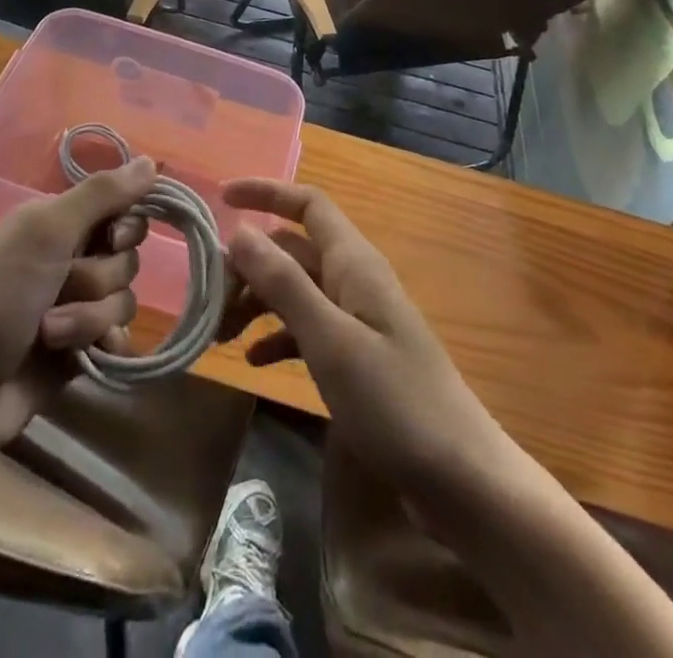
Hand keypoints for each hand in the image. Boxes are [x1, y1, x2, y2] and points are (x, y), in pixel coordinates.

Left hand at [0, 158, 157, 462]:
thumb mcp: (45, 233)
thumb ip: (101, 195)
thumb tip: (152, 161)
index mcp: (58, 223)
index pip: (121, 208)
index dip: (125, 226)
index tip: (111, 238)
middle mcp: (70, 257)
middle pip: (127, 257)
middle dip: (99, 278)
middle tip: (61, 286)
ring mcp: (76, 305)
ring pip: (123, 300)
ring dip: (89, 318)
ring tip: (48, 334)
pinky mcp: (80, 350)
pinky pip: (120, 338)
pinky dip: (102, 346)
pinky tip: (82, 357)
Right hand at [221, 181, 499, 491]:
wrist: (463, 480)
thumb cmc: (395, 402)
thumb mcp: (330, 339)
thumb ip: (284, 282)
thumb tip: (240, 231)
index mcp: (353, 262)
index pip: (307, 204)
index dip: (266, 192)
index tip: (221, 198)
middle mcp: (354, 280)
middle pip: (292, 250)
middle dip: (248, 264)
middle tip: (209, 298)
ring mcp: (358, 319)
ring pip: (295, 290)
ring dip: (257, 302)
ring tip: (220, 335)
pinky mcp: (359, 357)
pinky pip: (307, 329)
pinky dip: (278, 337)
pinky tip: (254, 362)